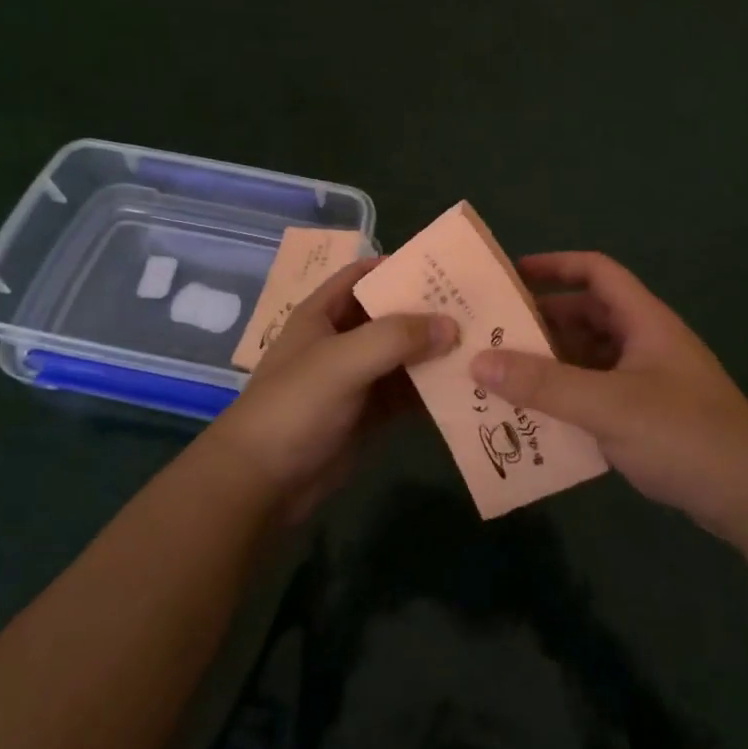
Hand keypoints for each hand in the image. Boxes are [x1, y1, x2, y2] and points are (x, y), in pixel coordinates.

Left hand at [206, 258, 455, 521]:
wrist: (262, 482)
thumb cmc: (295, 407)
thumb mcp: (342, 361)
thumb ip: (396, 337)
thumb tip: (452, 325)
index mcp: (323, 314)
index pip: (364, 275)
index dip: (399, 266)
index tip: (446, 268)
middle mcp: (342, 340)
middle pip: (391, 315)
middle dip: (430, 311)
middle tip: (478, 308)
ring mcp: (357, 378)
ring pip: (404, 356)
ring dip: (436, 352)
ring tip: (485, 345)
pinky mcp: (369, 414)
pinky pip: (407, 393)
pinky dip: (432, 389)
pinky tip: (467, 387)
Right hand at [469, 252, 747, 540]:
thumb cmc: (683, 434)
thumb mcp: (609, 405)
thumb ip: (545, 385)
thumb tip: (479, 362)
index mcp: (644, 321)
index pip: (597, 272)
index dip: (555, 265)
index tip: (509, 276)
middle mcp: (645, 343)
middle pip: (587, 317)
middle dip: (541, 323)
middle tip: (491, 336)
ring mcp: (647, 381)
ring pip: (589, 358)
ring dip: (551, 365)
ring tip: (501, 378)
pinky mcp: (647, 417)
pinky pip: (596, 394)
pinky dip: (567, 399)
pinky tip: (535, 419)